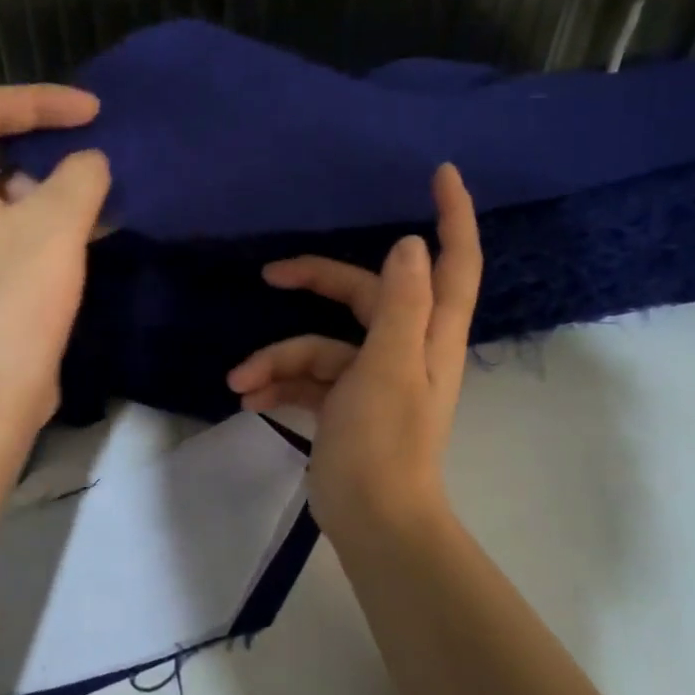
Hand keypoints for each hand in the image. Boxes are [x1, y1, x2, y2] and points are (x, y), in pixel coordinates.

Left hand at [0, 85, 110, 444]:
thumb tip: (88, 163)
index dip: (43, 102)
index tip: (95, 112)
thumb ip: (80, 175)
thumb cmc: (12, 300)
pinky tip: (76, 231)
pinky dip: (32, 219)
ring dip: (44, 186)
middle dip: (43, 143)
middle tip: (91, 149)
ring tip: (92, 195)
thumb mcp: (56, 226)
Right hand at [226, 164, 481, 540]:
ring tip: (242, 381)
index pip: (453, 263)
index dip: (453, 216)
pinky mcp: (343, 407)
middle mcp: (404, 349)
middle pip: (363, 295)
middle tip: (271, 273)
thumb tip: (408, 245)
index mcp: (428, 335)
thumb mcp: (390, 366)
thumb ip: (401, 304)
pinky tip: (249, 400)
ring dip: (278, 359)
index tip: (440, 173)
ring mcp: (371, 379)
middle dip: (315, 282)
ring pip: (320, 346)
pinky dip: (279, 386)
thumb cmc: (384, 442)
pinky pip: (307, 381)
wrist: (372, 521)